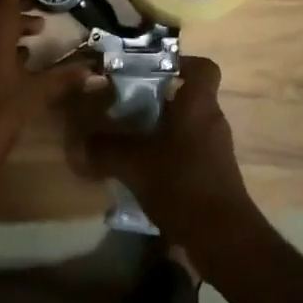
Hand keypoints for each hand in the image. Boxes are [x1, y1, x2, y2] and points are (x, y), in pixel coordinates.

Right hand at [67, 55, 258, 253]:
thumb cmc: (182, 184)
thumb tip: (78, 142)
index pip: (203, 67)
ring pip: (189, 125)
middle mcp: (212, 119)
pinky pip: (192, 151)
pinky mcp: (216, 175)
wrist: (224, 239)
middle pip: (190, 96)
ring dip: (164, 129)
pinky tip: (147, 173)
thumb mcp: (135, 165)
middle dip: (161, 99)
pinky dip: (172, 155)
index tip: (152, 70)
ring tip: (132, 140)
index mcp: (199, 104)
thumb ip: (106, 150)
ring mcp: (217, 148)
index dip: (181, 63)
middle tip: (129, 105)